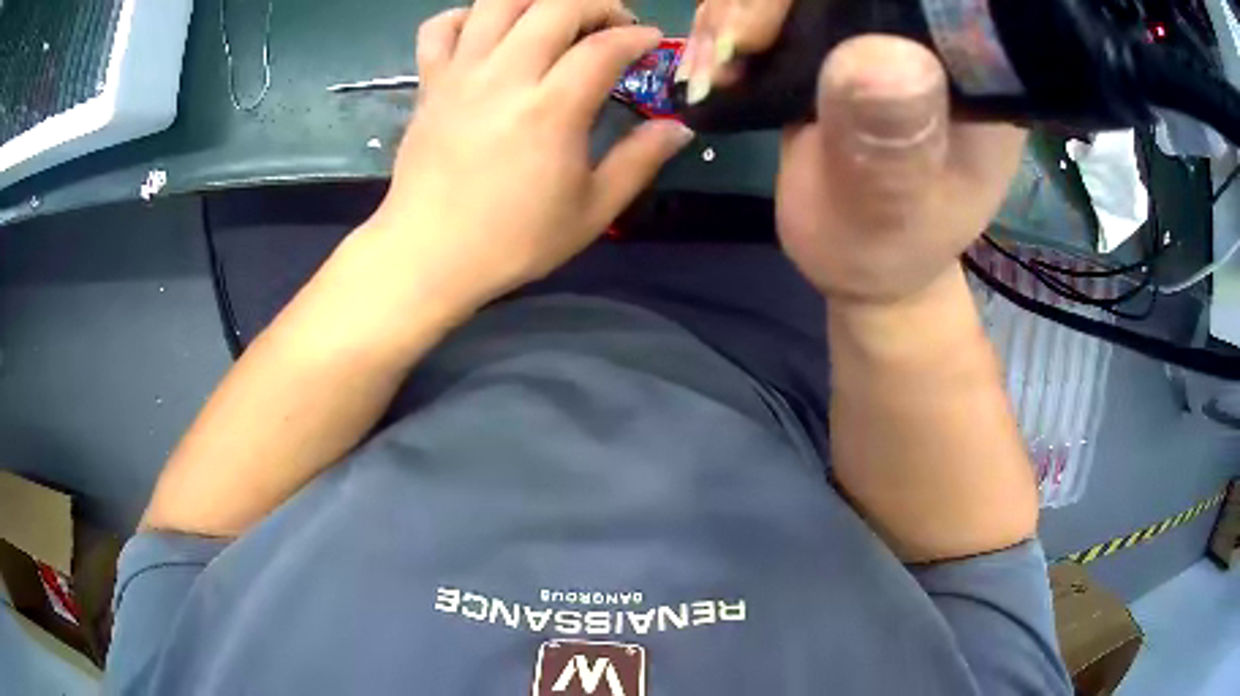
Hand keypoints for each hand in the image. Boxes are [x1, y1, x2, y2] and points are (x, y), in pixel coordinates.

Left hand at [362, 0, 693, 313]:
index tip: (651, 44)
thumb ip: (640, 161)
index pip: (604, 47)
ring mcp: (460, 75)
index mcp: (551, 110)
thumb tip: (680, 128)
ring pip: (498, 2)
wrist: (427, 255)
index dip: (638, 37)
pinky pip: (440, 27)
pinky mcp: (429, 84)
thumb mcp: (592, 211)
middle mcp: (504, 77)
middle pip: (556, 6)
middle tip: (612, 25)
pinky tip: (487, 33)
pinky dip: (467, 16)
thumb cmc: (512, 241)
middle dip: (597, 4)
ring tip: (556, 17)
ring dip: (537, 0)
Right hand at [686, 2, 1024, 307]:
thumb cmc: (884, 251)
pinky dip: (730, 21)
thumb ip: (889, 147)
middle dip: (764, 1)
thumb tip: (878, 52)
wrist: (860, 259)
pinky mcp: (840, 36)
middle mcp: (929, 36)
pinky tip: (714, 62)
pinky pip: (777, 3)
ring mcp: (880, 30)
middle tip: (729, 53)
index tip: (768, 32)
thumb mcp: (889, 215)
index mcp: (972, 71)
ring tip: (712, 71)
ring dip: (735, 8)